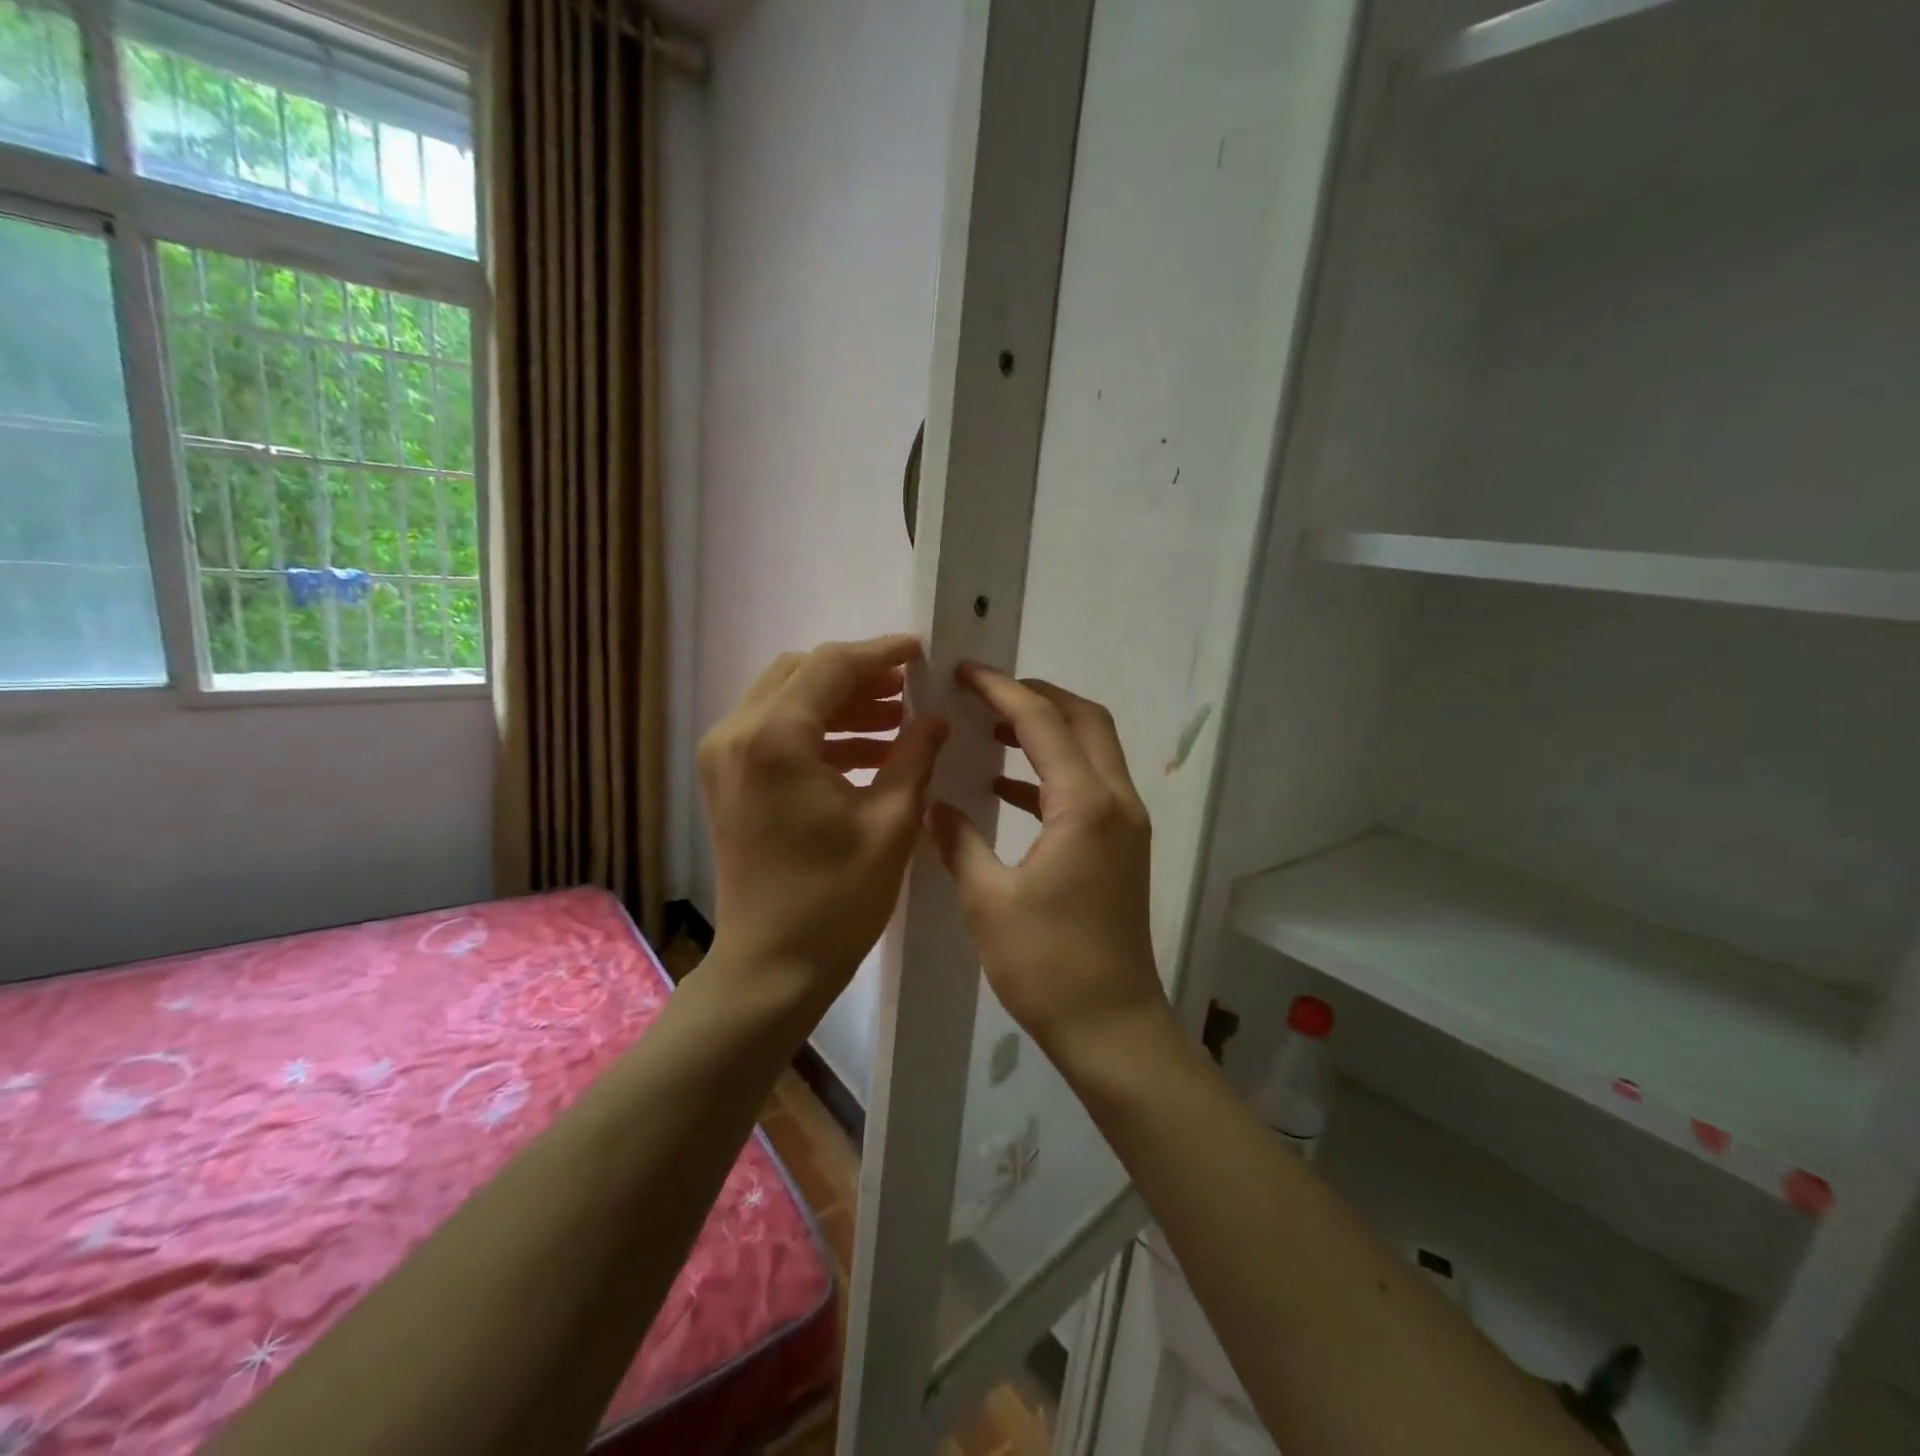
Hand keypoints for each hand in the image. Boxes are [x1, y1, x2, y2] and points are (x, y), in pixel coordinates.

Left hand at [699, 635, 948, 1001]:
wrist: (771, 967)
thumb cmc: (836, 900)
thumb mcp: (891, 823)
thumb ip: (915, 756)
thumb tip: (936, 717)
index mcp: (776, 740)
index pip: (831, 666)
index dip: (880, 654)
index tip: (921, 652)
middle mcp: (737, 735)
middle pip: (802, 672)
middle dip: (858, 676)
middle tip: (909, 691)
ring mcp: (723, 757)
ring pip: (786, 698)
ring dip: (840, 703)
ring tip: (896, 721)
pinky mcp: (726, 779)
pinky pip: (774, 731)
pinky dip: (818, 731)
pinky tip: (866, 752)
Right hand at [928, 663, 1169, 1069]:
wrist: (1111, 1026)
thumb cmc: (1047, 965)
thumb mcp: (988, 901)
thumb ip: (959, 843)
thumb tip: (934, 807)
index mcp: (1085, 805)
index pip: (1043, 721)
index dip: (1001, 690)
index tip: (964, 672)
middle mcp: (1116, 802)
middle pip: (1084, 719)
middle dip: (1036, 696)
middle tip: (984, 694)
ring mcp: (1125, 824)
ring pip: (1092, 749)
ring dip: (1047, 730)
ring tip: (991, 730)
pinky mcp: (1122, 847)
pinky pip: (1088, 785)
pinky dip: (1051, 771)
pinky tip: (1006, 790)